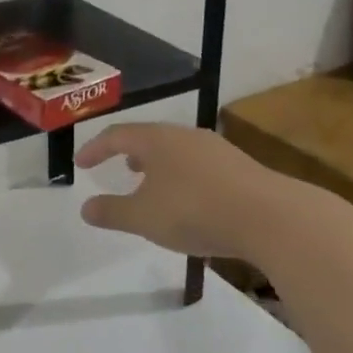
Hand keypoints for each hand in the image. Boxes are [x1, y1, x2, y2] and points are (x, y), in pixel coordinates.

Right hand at [75, 122, 306, 263]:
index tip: (81, 163)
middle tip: (119, 167)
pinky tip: (190, 200)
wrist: (271, 217)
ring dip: (159, 166)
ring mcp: (216, 149)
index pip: (117, 135)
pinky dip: (183, 177)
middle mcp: (185, 136)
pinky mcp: (240, 168)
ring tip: (152, 184)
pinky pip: (200, 165)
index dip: (95, 148)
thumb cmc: (195, 211)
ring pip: (177, 151)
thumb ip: (112, 212)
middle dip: (130, 153)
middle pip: (150, 138)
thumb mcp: (144, 218)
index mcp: (157, 140)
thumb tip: (86, 208)